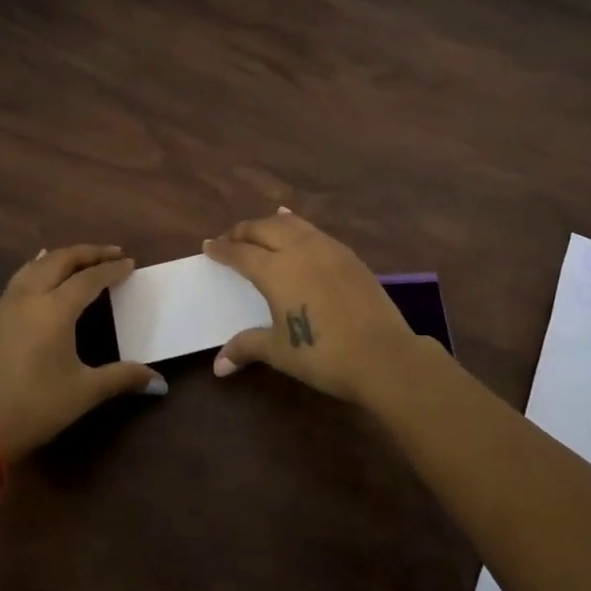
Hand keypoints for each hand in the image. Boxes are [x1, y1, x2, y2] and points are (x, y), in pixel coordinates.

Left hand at [0, 244, 163, 458]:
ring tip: (80, 258)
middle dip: (88, 253)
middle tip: (112, 253)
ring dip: (61, 257)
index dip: (112, 269)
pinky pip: (20, 278)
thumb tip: (160, 382)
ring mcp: (6, 305)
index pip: (89, 278)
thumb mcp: (84, 392)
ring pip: (36, 265)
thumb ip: (123, 378)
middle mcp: (29, 297)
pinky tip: (41, 275)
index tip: (131, 263)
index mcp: (55, 309)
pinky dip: (39, 267)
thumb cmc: (34, 408)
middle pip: (60, 260)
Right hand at [202, 210, 440, 407]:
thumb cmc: (322, 355)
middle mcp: (298, 250)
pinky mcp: (348, 255)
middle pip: (263, 229)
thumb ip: (247, 348)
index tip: (208, 246)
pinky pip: (315, 231)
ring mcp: (327, 249)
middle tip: (230, 239)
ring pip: (291, 224)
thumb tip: (218, 366)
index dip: (222, 249)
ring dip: (270, 224)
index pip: (240, 253)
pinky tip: (298, 229)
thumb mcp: (279, 351)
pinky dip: (298, 227)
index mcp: (275, 271)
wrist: (382, 354)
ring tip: (260, 227)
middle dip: (243, 231)